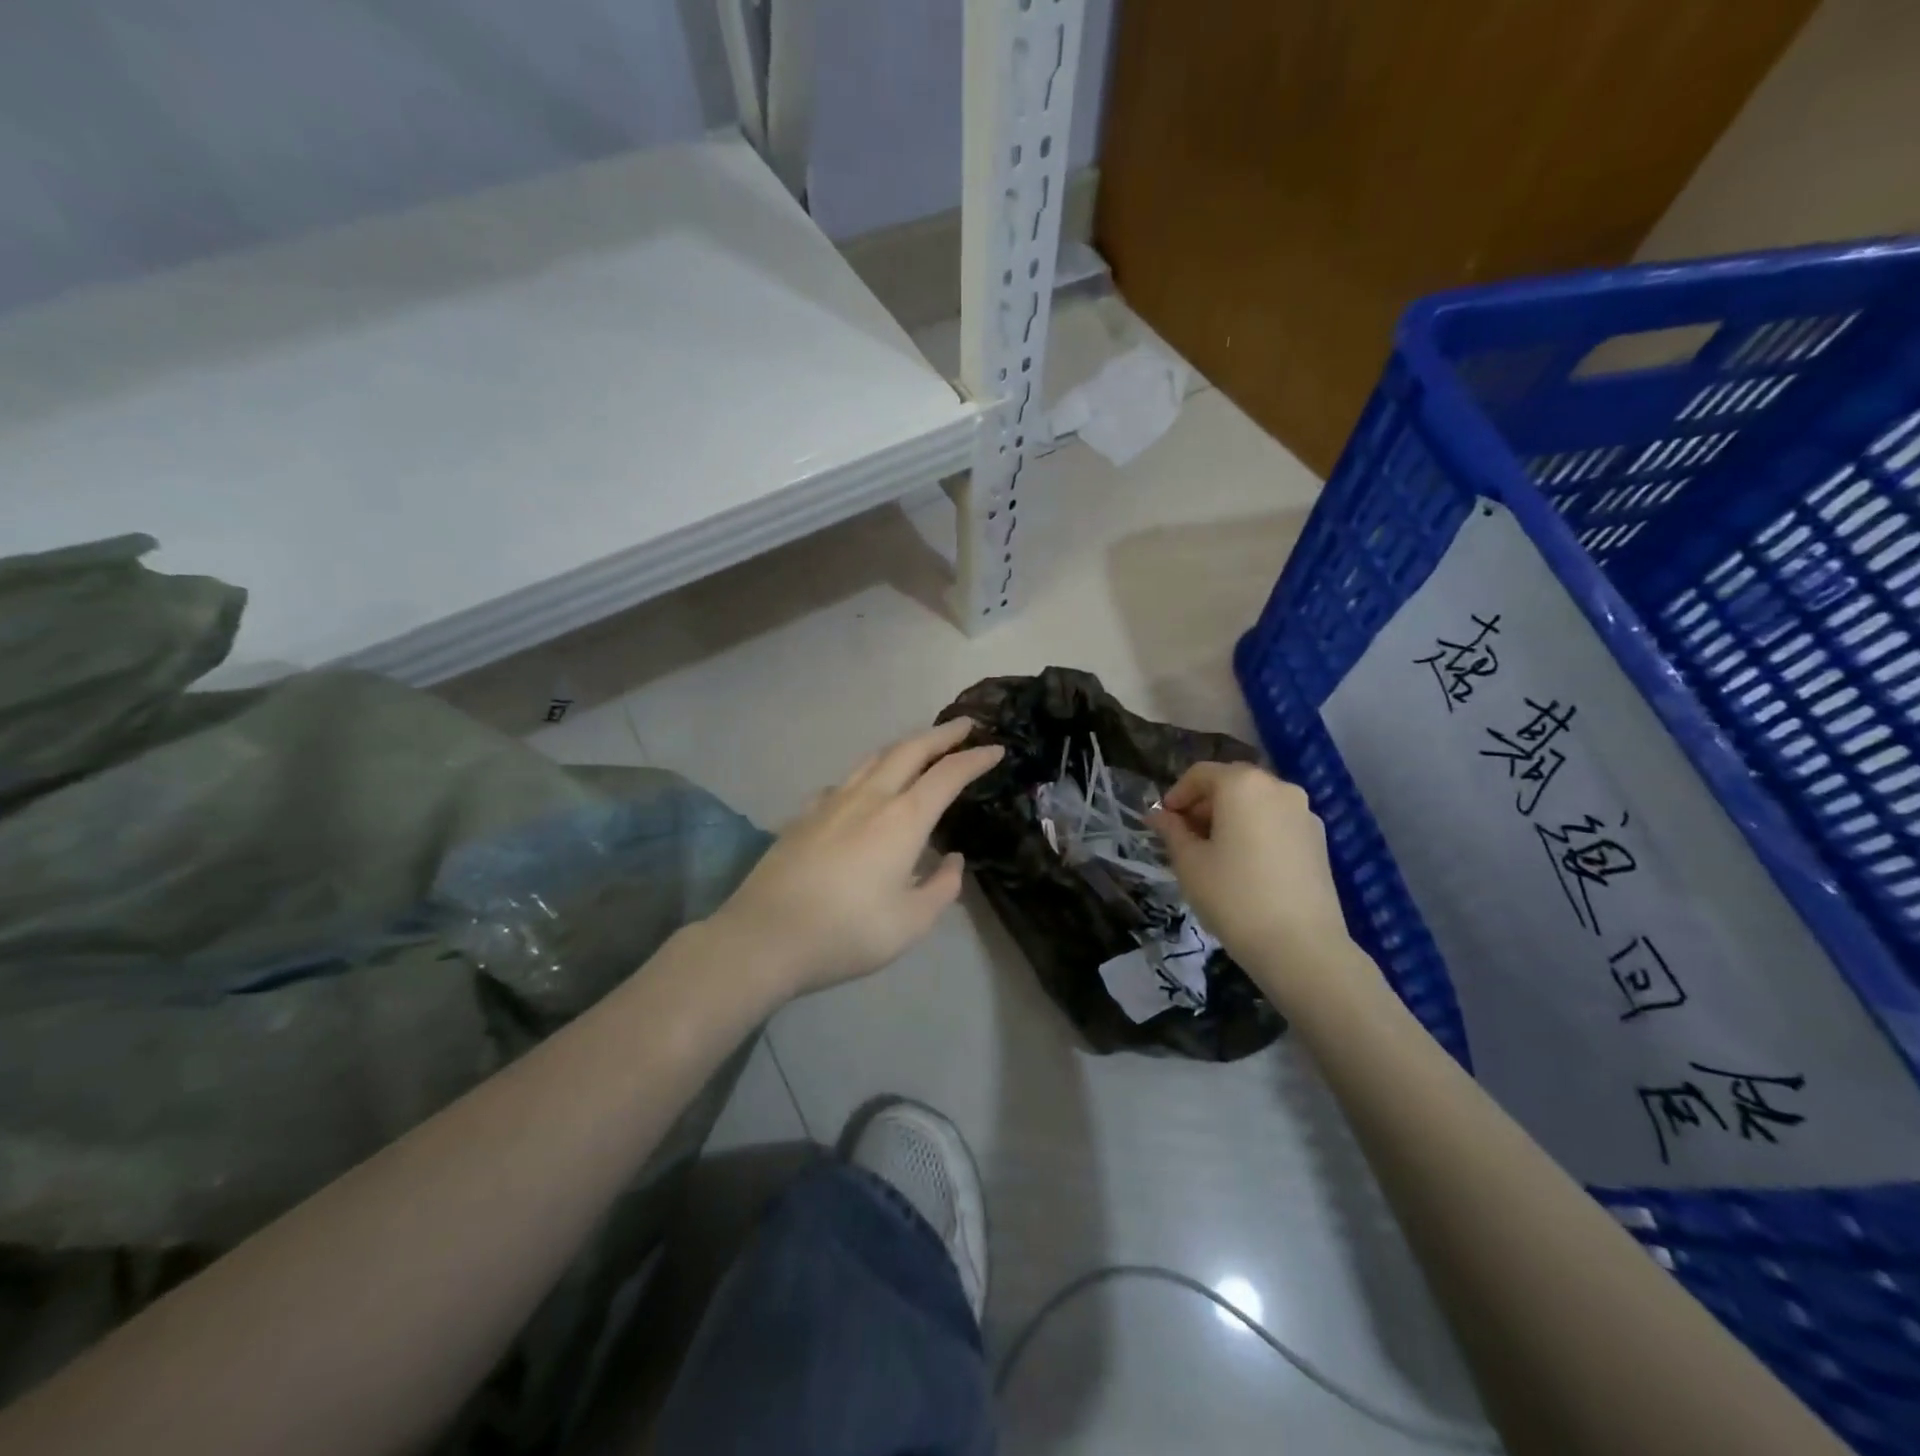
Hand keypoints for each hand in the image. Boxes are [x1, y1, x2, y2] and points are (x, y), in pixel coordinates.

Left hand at [709, 719, 1002, 998]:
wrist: (765, 936)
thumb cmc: (847, 932)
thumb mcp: (911, 922)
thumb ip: (942, 887)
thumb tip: (951, 859)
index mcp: (903, 819)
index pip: (948, 775)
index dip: (976, 759)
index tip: (997, 749)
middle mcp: (870, 798)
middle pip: (910, 750)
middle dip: (942, 734)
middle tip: (965, 726)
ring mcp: (831, 801)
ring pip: (874, 758)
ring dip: (905, 746)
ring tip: (920, 747)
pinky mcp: (804, 815)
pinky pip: (844, 781)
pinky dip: (868, 773)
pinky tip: (864, 789)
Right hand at [1150, 763, 1357, 990]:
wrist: (1301, 946)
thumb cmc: (1233, 896)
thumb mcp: (1189, 862)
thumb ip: (1171, 831)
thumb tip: (1158, 815)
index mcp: (1243, 784)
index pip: (1201, 774)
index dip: (1176, 795)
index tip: (1162, 823)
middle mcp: (1278, 788)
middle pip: (1232, 784)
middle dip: (1203, 805)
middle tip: (1184, 838)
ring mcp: (1304, 813)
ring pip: (1256, 803)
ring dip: (1230, 818)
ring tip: (1213, 854)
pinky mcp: (1320, 840)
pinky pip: (1277, 823)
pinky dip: (1255, 831)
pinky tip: (1244, 866)